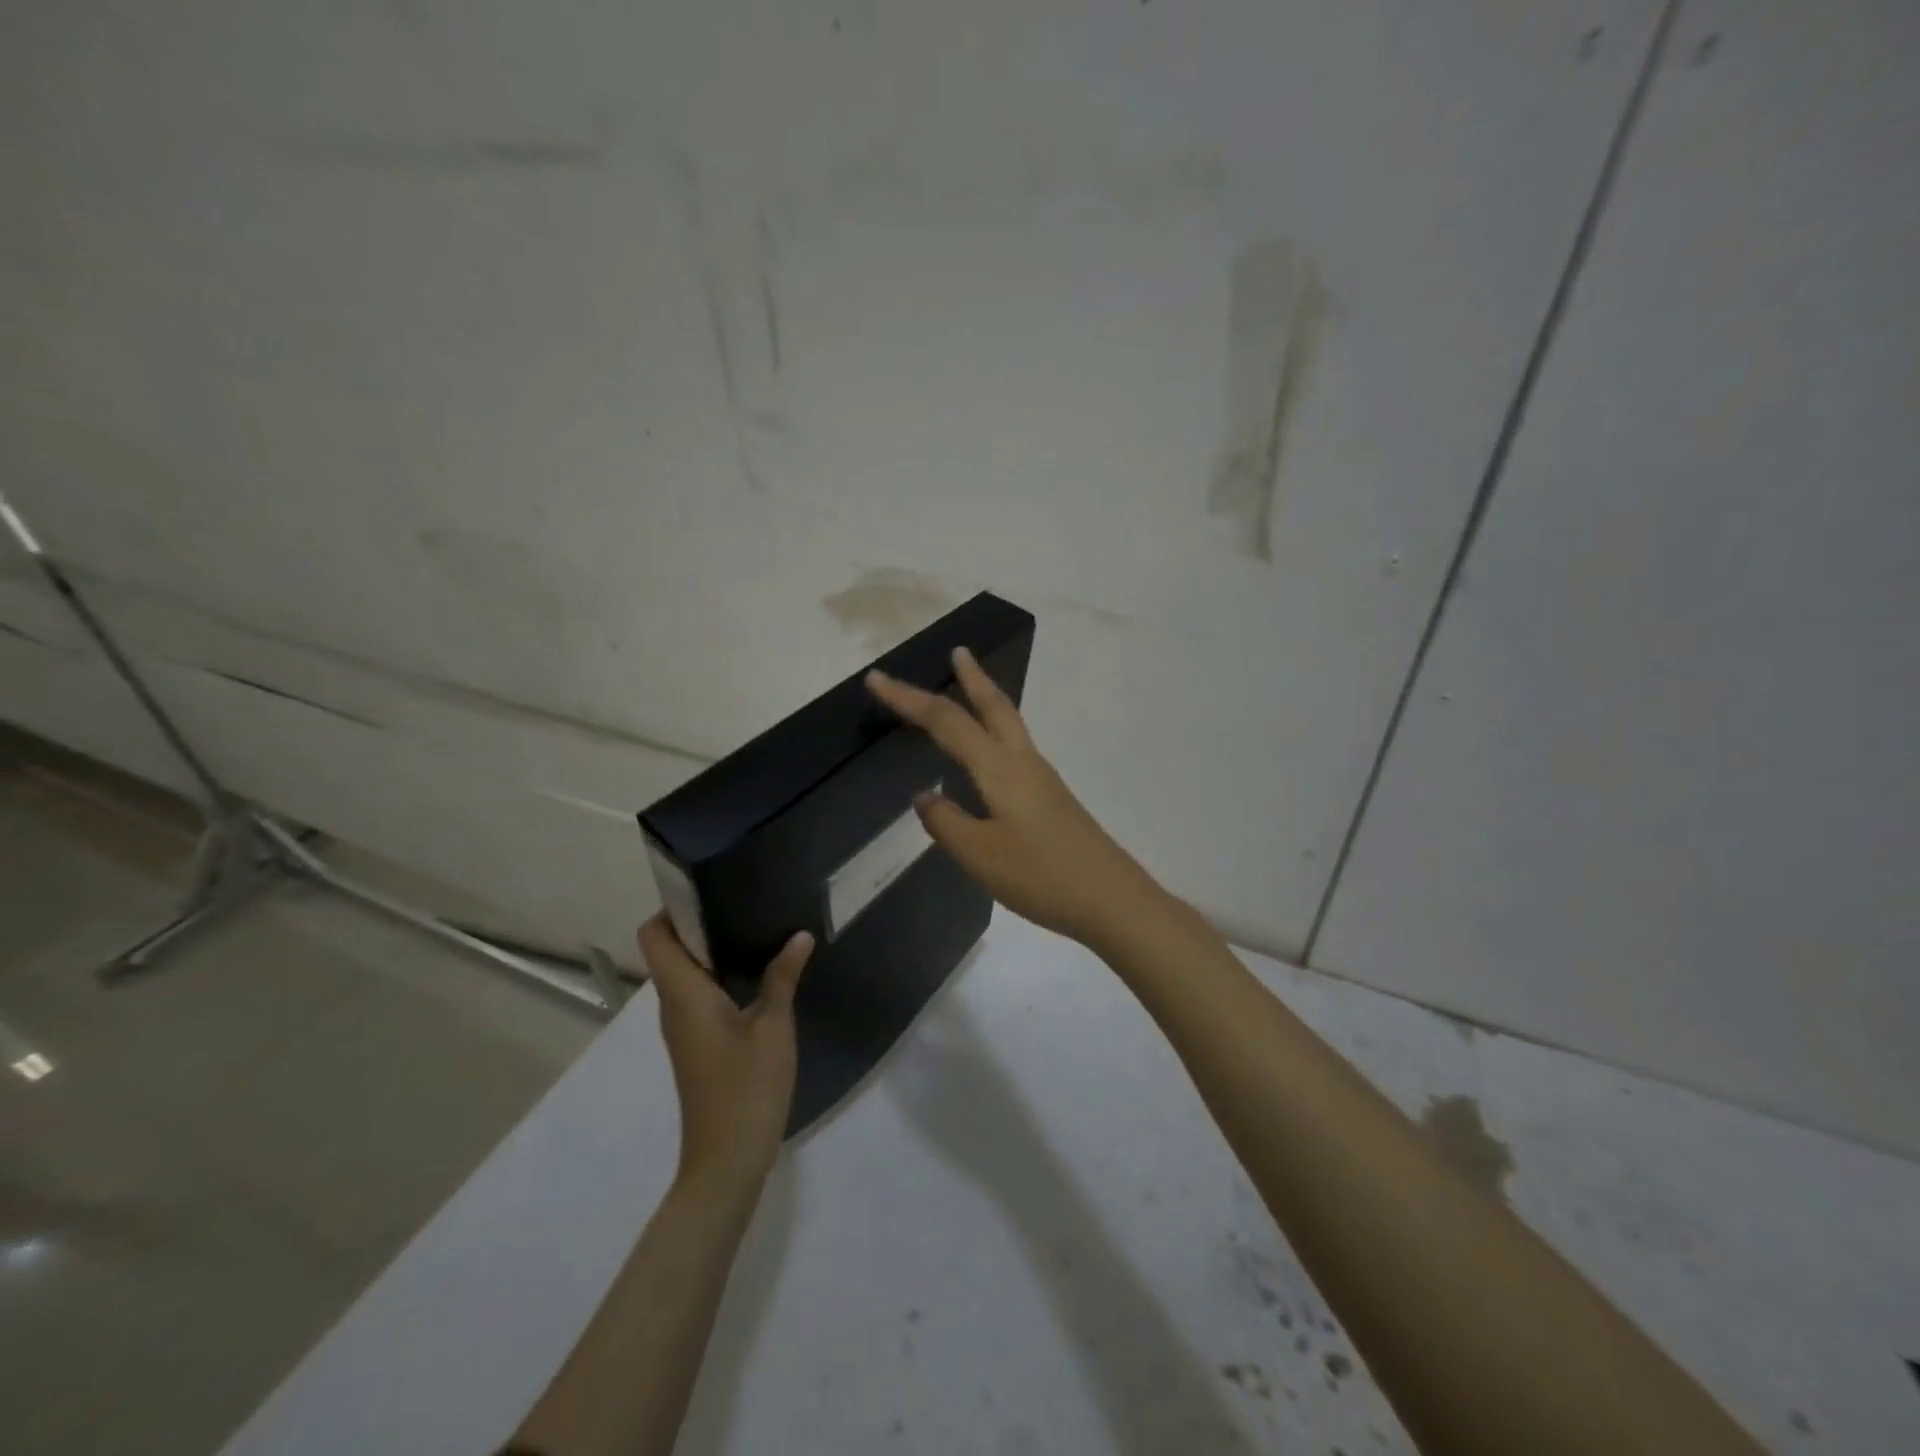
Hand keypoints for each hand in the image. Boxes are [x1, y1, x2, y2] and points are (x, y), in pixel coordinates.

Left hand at [639, 915, 812, 1190]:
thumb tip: (798, 935)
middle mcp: (674, 1006)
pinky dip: (719, 975)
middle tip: (744, 899)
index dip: (672, 907)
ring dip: (712, 948)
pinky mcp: (696, 1044)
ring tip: (755, 926)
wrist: (726, 1161)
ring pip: (685, 973)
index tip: (709, 887)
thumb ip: (783, 977)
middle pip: (670, 949)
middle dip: (700, 921)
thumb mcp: (773, 1027)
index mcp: (684, 994)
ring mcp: (683, 1028)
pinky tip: (757, 972)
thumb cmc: (746, 1088)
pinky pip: (697, 994)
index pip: (654, 936)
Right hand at [866, 646, 1165, 949]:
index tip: (876, 679)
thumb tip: (924, 795)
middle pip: (993, 706)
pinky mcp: (1051, 797)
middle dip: (971, 677)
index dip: (908, 699)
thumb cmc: (1041, 876)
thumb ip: (946, 822)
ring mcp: (1042, 778)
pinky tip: (989, 754)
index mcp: (1000, 768)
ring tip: (969, 687)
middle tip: (956, 652)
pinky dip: (996, 730)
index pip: (946, 721)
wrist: (1111, 899)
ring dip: (986, 699)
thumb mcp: (980, 856)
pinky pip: (1015, 747)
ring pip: (1009, 723)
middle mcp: (1023, 762)